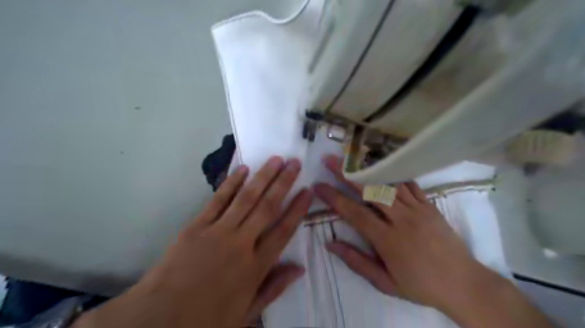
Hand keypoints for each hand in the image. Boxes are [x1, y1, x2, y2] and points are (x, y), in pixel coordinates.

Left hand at [75, 156, 312, 326]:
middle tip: (295, 163)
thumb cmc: (206, 319)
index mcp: (255, 267)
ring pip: (246, 198)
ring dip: (263, 177)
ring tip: (276, 159)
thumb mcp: (247, 314)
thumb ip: (274, 288)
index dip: (298, 208)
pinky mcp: (197, 226)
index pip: (284, 230)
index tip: (308, 190)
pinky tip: (242, 169)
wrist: (157, 319)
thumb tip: (299, 268)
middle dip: (284, 183)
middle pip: (268, 207)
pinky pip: (218, 200)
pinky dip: (231, 183)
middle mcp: (241, 244)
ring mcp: (218, 232)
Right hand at [313, 155, 494, 312]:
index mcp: (387, 240)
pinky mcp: (429, 205)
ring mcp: (417, 209)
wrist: (464, 284)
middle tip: (329, 160)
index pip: (354, 213)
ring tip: (351, 158)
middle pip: (370, 190)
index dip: (334, 198)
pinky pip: (409, 184)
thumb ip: (356, 261)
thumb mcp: (385, 283)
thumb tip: (330, 244)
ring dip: (367, 169)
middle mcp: (401, 219)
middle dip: (347, 173)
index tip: (318, 186)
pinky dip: (393, 173)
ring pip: (388, 182)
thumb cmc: (420, 286)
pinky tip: (382, 165)